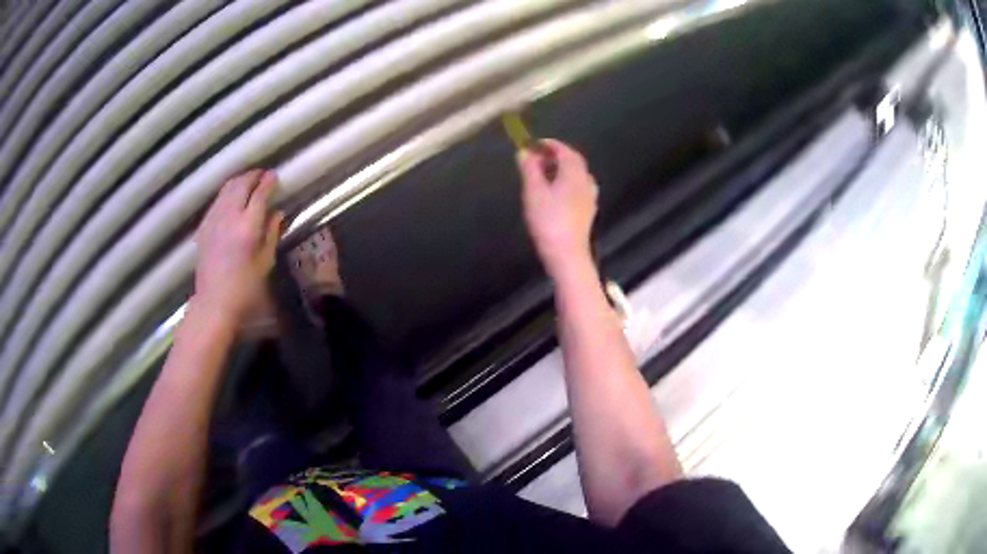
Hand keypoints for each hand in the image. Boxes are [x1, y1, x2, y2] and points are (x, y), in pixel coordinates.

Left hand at [194, 169, 283, 320]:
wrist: (214, 302)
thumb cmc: (245, 288)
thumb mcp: (265, 262)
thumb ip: (271, 233)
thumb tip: (277, 213)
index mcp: (248, 226)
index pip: (260, 193)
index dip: (269, 182)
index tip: (275, 175)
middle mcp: (229, 216)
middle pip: (241, 184)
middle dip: (253, 176)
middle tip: (263, 175)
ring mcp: (213, 219)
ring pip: (227, 189)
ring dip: (239, 181)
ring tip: (248, 181)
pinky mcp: (204, 226)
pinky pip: (217, 201)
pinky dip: (226, 193)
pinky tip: (231, 198)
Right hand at [517, 139, 597, 274]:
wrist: (567, 254)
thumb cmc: (549, 220)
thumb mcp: (534, 192)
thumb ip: (529, 169)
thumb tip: (524, 152)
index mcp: (575, 172)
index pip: (563, 150)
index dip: (547, 144)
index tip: (532, 143)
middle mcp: (586, 180)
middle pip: (572, 160)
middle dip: (554, 155)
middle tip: (536, 157)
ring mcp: (590, 196)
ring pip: (575, 174)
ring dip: (560, 169)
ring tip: (542, 173)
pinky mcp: (587, 210)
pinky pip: (577, 187)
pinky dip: (565, 181)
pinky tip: (554, 191)